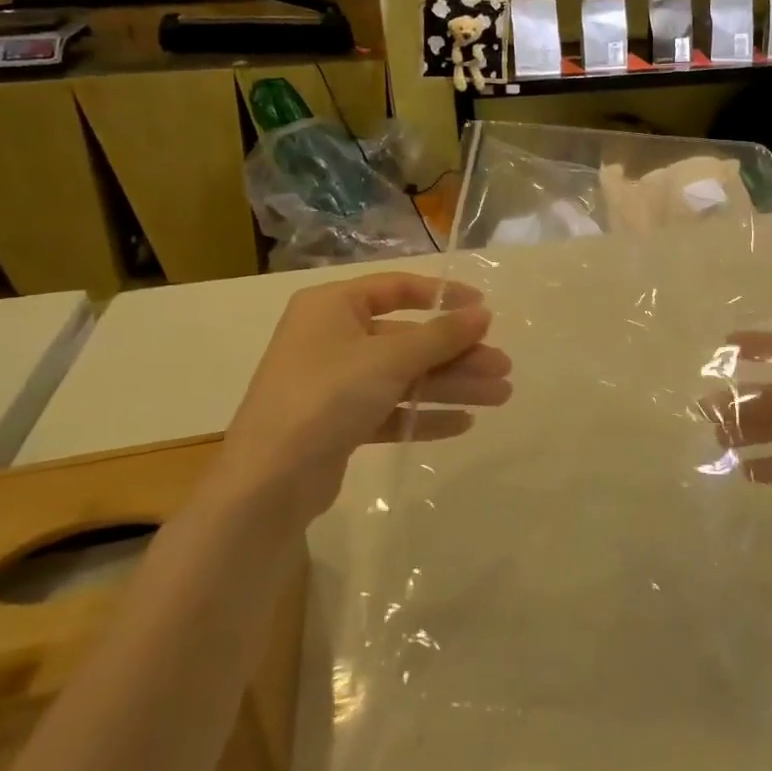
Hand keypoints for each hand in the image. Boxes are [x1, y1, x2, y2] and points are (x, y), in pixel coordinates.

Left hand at [218, 272, 511, 525]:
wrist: (268, 482)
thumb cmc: (327, 396)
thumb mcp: (389, 359)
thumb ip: (440, 335)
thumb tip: (484, 314)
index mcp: (333, 307)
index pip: (396, 288)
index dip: (443, 296)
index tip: (483, 310)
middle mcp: (333, 338)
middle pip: (408, 339)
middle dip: (457, 355)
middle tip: (503, 368)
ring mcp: (335, 383)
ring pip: (405, 377)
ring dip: (451, 385)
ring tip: (500, 395)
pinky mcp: (339, 423)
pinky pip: (391, 410)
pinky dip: (424, 414)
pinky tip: (463, 423)